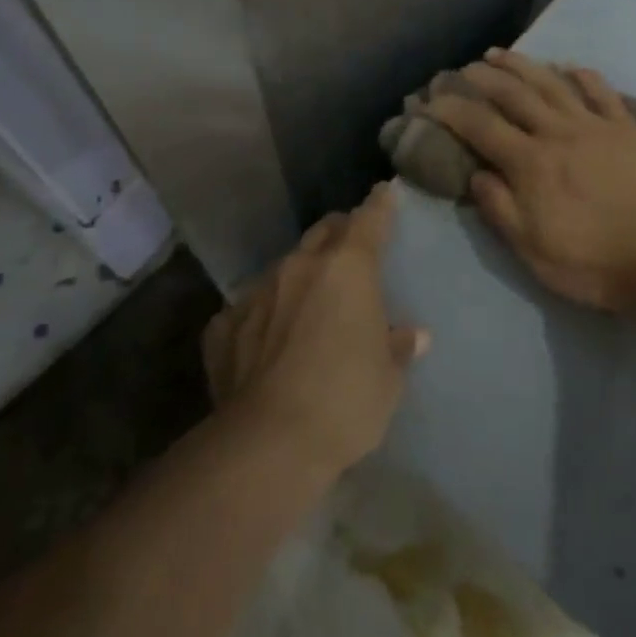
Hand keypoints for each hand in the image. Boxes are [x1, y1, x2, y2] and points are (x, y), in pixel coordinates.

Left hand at [203, 184, 427, 479]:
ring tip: (309, 303)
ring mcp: (256, 293)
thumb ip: (397, 348)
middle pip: (323, 232)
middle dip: (340, 233)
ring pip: (284, 267)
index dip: (380, 204)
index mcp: (347, 268)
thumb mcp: (387, 379)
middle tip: (351, 249)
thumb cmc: (345, 401)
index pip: (369, 219)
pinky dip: (263, 315)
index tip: (385, 191)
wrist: (267, 445)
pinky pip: (248, 309)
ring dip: (300, 276)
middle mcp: (300, 267)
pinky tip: (265, 342)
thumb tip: (412, 335)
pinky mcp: (223, 326)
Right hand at [427, 49, 635, 313]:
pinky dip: (584, 75)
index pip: (481, 126)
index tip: (432, 100)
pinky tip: (570, 67)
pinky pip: (602, 92)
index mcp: (530, 163)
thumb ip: (498, 207)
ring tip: (501, 54)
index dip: (453, 110)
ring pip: (552, 84)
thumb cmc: (589, 261)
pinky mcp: (627, 129)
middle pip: (514, 95)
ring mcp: (595, 126)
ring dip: (523, 65)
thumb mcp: (529, 248)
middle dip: (484, 78)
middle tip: (465, 68)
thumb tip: (476, 174)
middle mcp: (558, 133)